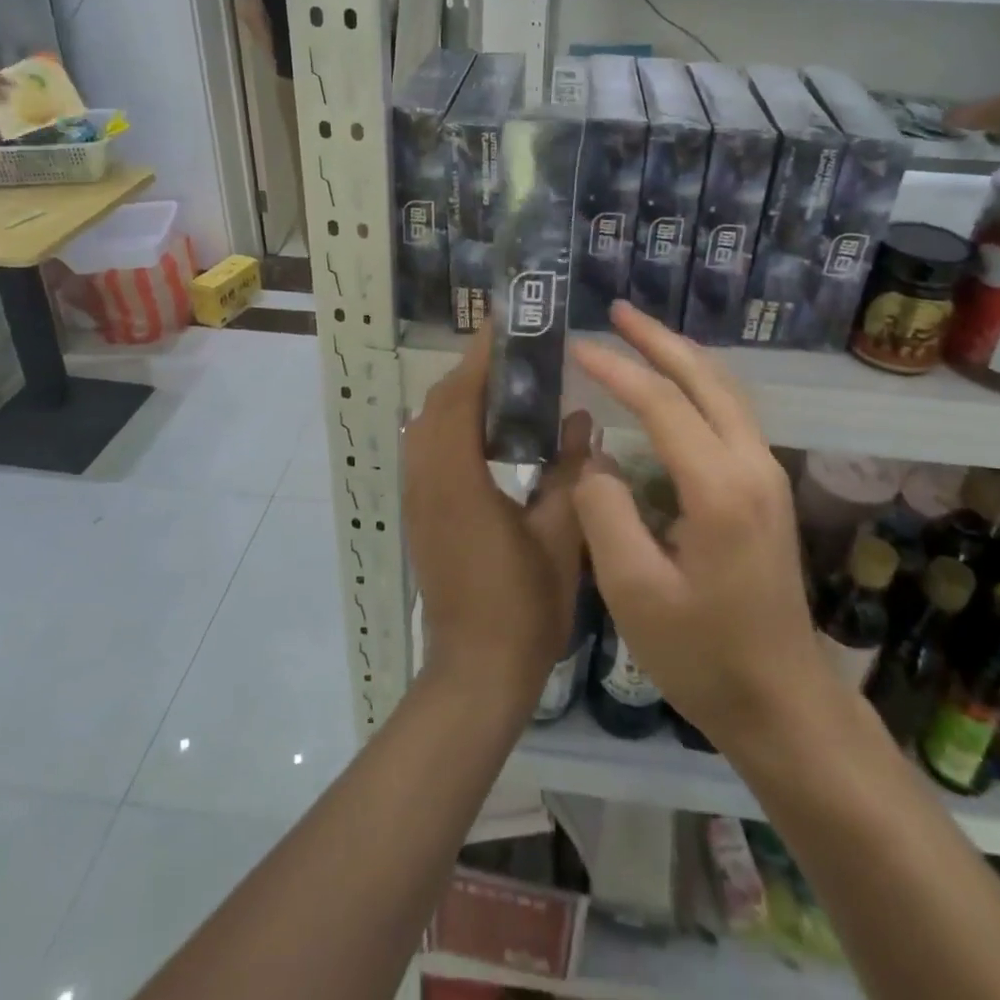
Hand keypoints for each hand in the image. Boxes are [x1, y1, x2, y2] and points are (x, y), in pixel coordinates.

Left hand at [404, 327, 597, 705]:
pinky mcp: (419, 516)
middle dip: (470, 374)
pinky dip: (451, 429)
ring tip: (506, 390)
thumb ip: (570, 472)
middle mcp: (427, 480)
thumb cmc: (523, 606)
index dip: (478, 357)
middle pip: (436, 406)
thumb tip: (582, 421)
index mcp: (458, 479)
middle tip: (515, 358)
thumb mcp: (560, 536)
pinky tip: (490, 439)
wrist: (475, 673)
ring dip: (458, 401)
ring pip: (426, 429)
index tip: (502, 326)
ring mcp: (417, 500)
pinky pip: (427, 453)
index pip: (460, 397)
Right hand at [572, 301, 838, 753]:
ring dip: (682, 356)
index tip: (576, 347)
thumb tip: (594, 458)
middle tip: (616, 311)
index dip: (616, 370)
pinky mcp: (767, 489)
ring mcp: (767, 474)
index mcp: (719, 488)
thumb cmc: (702, 655)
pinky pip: (732, 413)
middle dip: (659, 340)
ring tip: (640, 335)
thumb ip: (606, 513)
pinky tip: (675, 385)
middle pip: (706, 378)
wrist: (782, 701)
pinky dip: (699, 383)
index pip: (662, 403)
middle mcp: (752, 465)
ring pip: (726, 390)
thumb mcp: (634, 592)